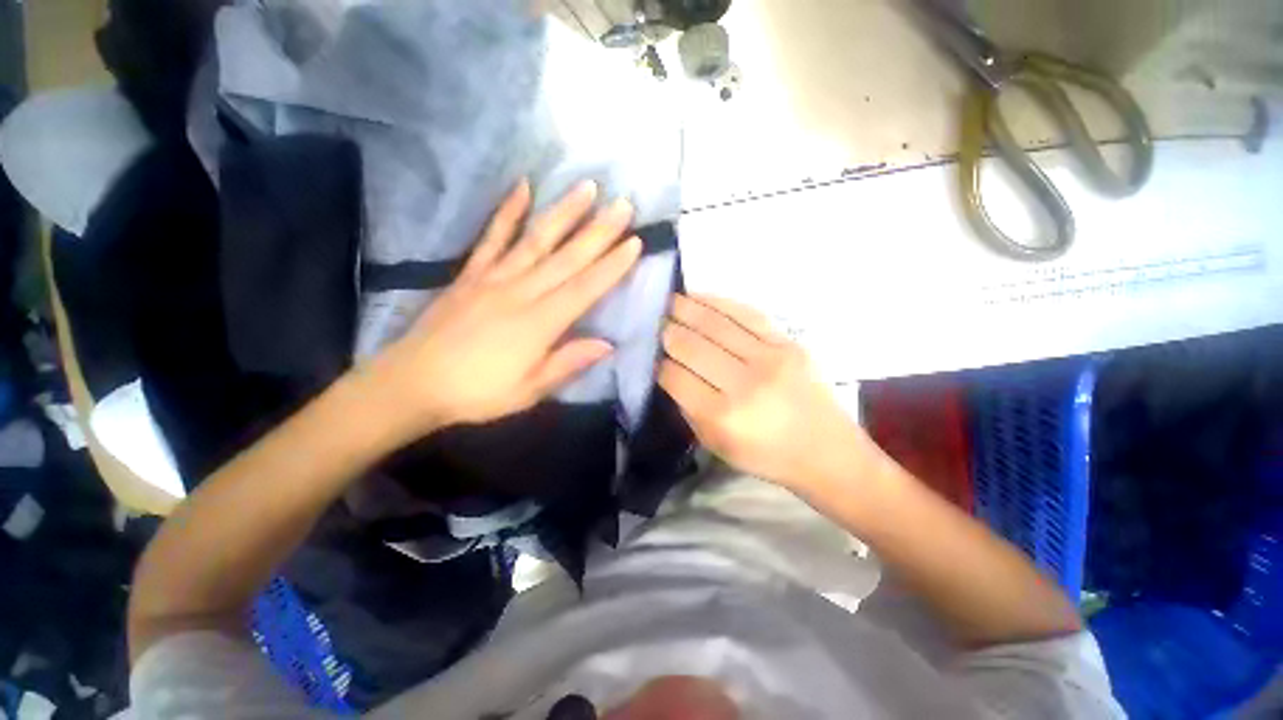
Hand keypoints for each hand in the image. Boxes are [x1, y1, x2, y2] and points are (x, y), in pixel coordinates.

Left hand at [367, 180, 640, 437]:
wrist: (413, 383)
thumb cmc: (478, 392)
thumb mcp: (529, 390)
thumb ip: (568, 363)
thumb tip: (608, 344)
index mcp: (539, 323)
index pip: (585, 288)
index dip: (612, 265)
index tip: (634, 242)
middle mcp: (520, 292)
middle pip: (567, 257)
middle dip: (599, 230)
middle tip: (623, 204)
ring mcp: (493, 277)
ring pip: (536, 239)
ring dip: (564, 212)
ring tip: (587, 187)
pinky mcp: (471, 273)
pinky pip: (492, 237)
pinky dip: (508, 211)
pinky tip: (522, 187)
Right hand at [658, 294, 867, 492]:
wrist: (825, 451)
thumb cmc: (765, 455)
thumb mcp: (715, 444)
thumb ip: (688, 408)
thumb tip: (668, 371)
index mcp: (721, 416)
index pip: (674, 376)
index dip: (657, 362)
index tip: (649, 353)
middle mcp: (743, 384)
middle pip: (691, 346)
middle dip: (666, 331)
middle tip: (653, 320)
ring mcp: (769, 359)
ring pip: (715, 324)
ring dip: (686, 308)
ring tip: (669, 300)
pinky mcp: (787, 343)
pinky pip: (746, 314)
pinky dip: (718, 302)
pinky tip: (699, 296)